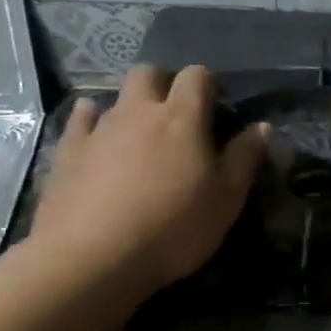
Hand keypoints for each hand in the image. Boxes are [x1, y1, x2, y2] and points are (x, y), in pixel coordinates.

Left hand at [30, 65, 266, 295]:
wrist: (92, 257)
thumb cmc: (174, 227)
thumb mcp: (227, 198)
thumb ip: (245, 157)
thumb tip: (262, 127)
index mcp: (182, 118)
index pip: (197, 76)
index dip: (210, 83)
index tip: (219, 106)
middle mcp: (138, 112)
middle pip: (149, 73)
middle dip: (166, 83)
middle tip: (180, 113)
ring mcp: (98, 129)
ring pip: (116, 96)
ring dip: (133, 106)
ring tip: (143, 135)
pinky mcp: (67, 152)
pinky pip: (81, 120)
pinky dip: (93, 120)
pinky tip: (99, 136)